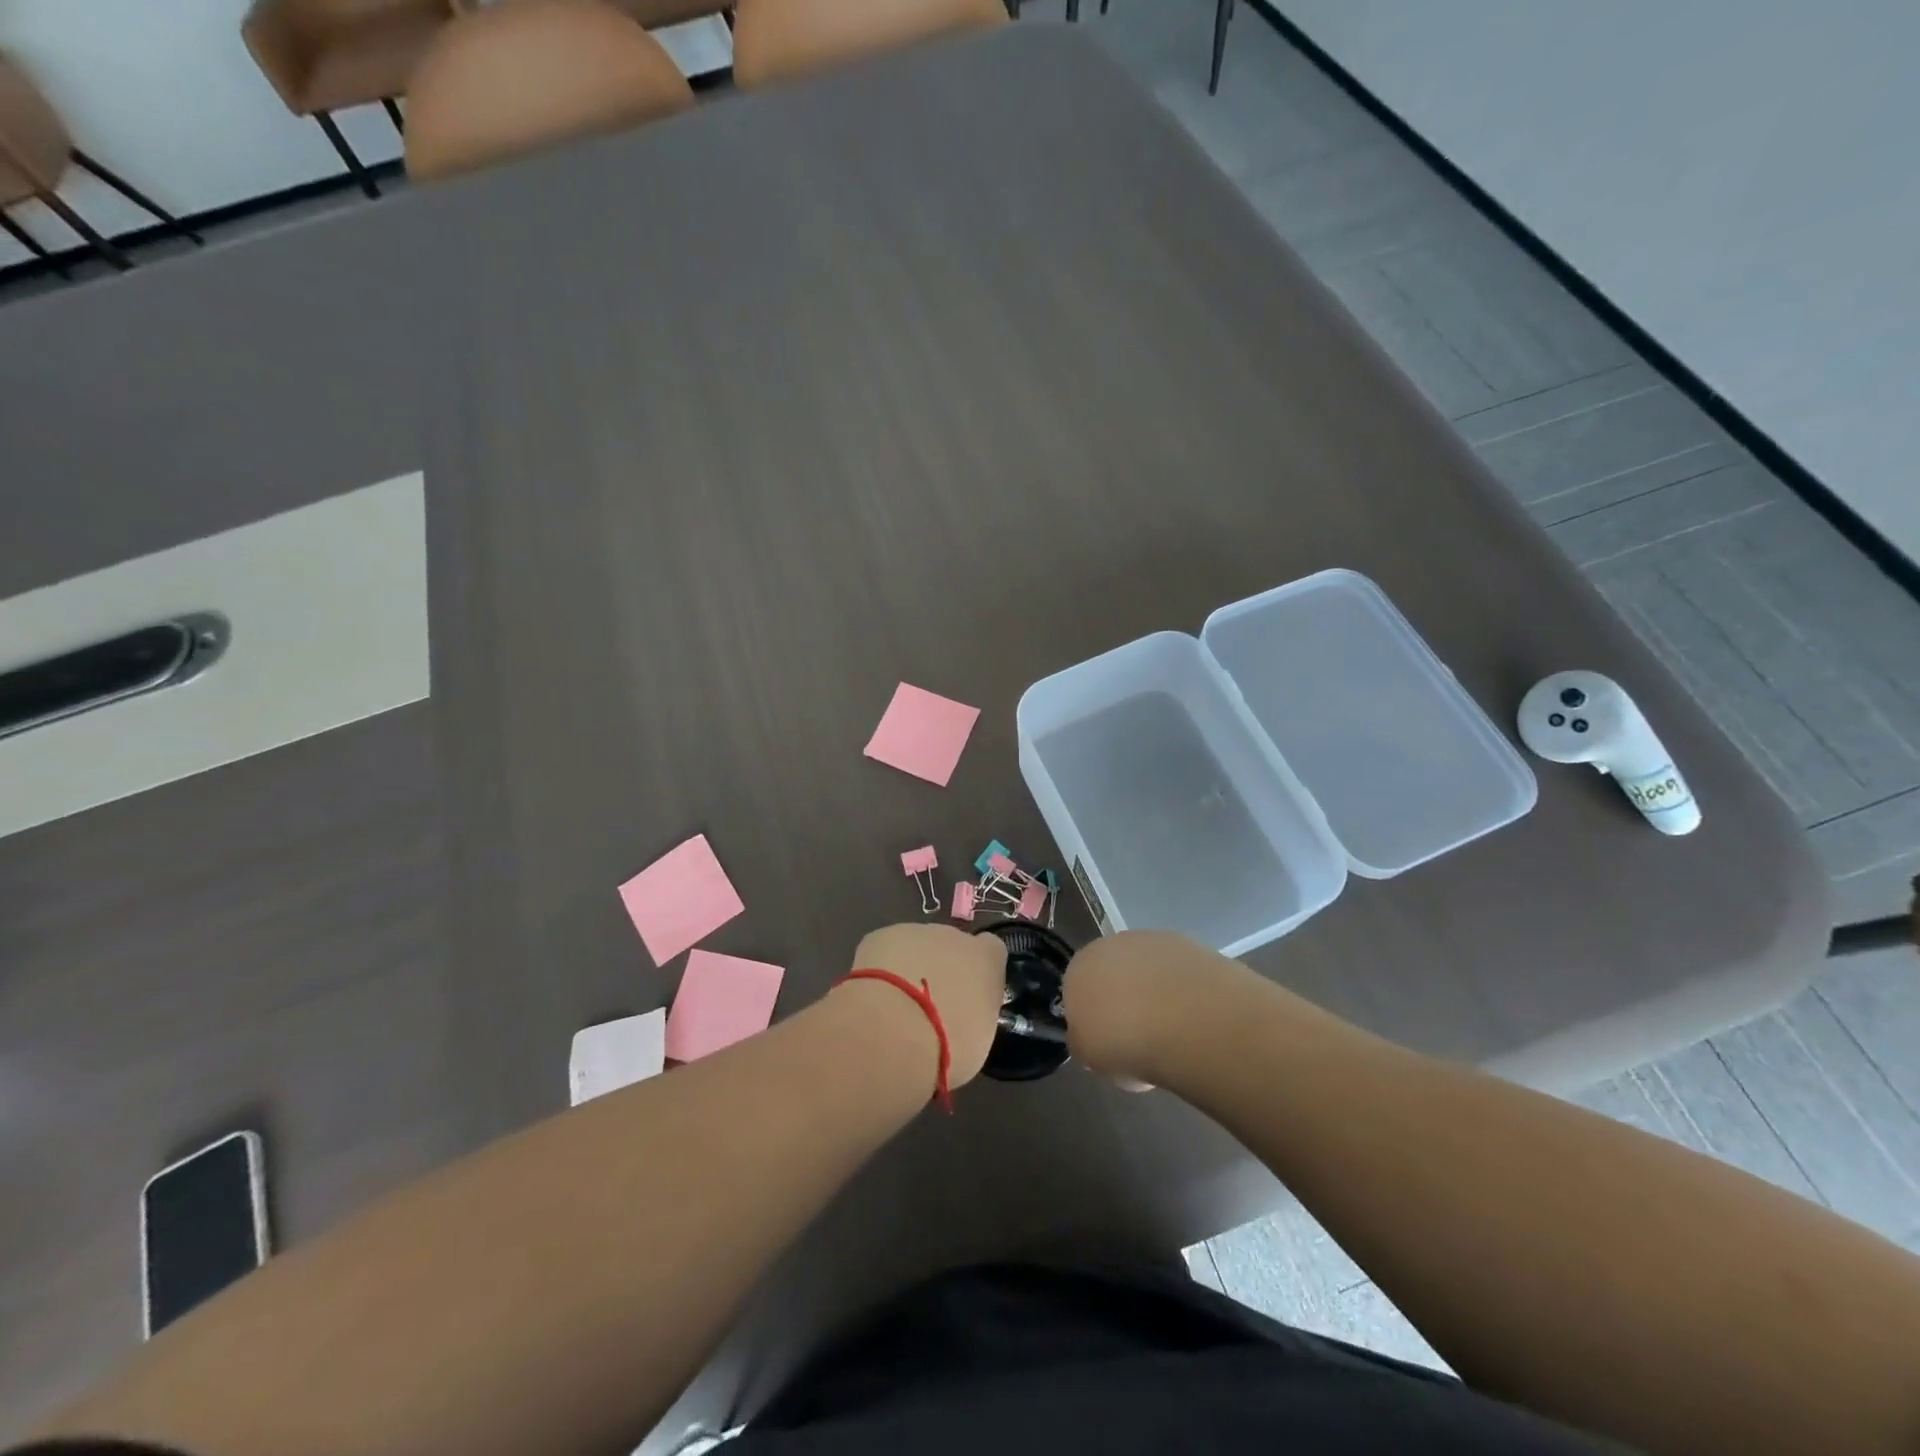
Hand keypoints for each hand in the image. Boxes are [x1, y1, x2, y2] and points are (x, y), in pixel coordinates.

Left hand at [837, 924, 1007, 1090]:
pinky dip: (880, 970)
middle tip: (929, 1007)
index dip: (978, 971)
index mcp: (987, 959)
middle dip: (941, 970)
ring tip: (895, 1006)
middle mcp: (953, 937)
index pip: (991, 950)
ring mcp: (914, 932)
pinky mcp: (879, 936)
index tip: (969, 996)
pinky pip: (884, 951)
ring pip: (915, 946)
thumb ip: (973, 1015)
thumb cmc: (949, 1043)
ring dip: (909, 968)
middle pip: (951, 946)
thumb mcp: (977, 1039)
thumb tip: (962, 1016)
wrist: (894, 1029)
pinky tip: (873, 998)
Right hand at [1062, 930, 1254, 1087]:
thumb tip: (1090, 1036)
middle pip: (1113, 974)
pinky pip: (1177, 971)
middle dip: (1123, 999)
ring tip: (1174, 1030)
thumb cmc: (1126, 1042)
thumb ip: (1084, 1040)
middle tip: (1139, 1037)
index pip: (1077, 991)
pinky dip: (1183, 988)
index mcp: (1078, 969)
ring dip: (1155, 992)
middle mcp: (1109, 945)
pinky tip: (1194, 1015)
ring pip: (1147, 970)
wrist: (1187, 1022)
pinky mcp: (1187, 943)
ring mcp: (1151, 940)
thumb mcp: (1090, 1056)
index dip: (1093, 1017)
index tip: (1108, 1041)